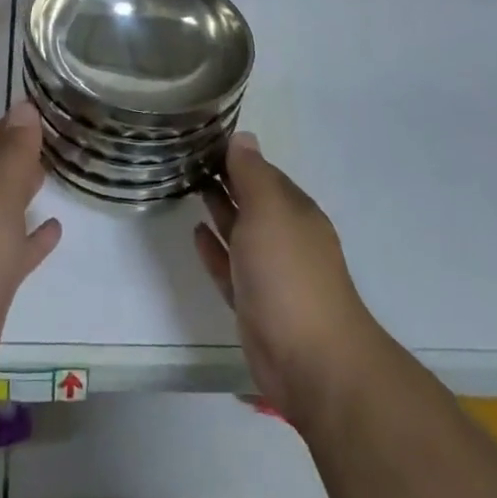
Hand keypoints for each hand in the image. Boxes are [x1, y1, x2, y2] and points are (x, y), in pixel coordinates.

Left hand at [0, 102, 62, 405]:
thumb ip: (11, 158)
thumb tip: (24, 107)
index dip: (12, 126)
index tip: (40, 106)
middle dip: (19, 153)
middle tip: (53, 133)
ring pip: (7, 210)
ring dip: (26, 190)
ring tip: (54, 171)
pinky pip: (17, 250)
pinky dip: (34, 237)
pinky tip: (55, 229)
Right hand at [196, 134, 372, 428]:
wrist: (310, 359)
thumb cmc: (288, 273)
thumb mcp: (269, 211)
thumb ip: (252, 174)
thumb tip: (243, 138)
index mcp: (294, 211)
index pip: (263, 172)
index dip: (236, 155)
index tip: (202, 138)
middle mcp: (285, 237)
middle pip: (252, 200)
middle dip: (225, 179)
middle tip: (187, 158)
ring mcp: (270, 272)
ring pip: (240, 232)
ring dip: (219, 209)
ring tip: (188, 186)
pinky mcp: (253, 302)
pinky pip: (229, 266)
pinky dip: (214, 248)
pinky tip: (197, 232)